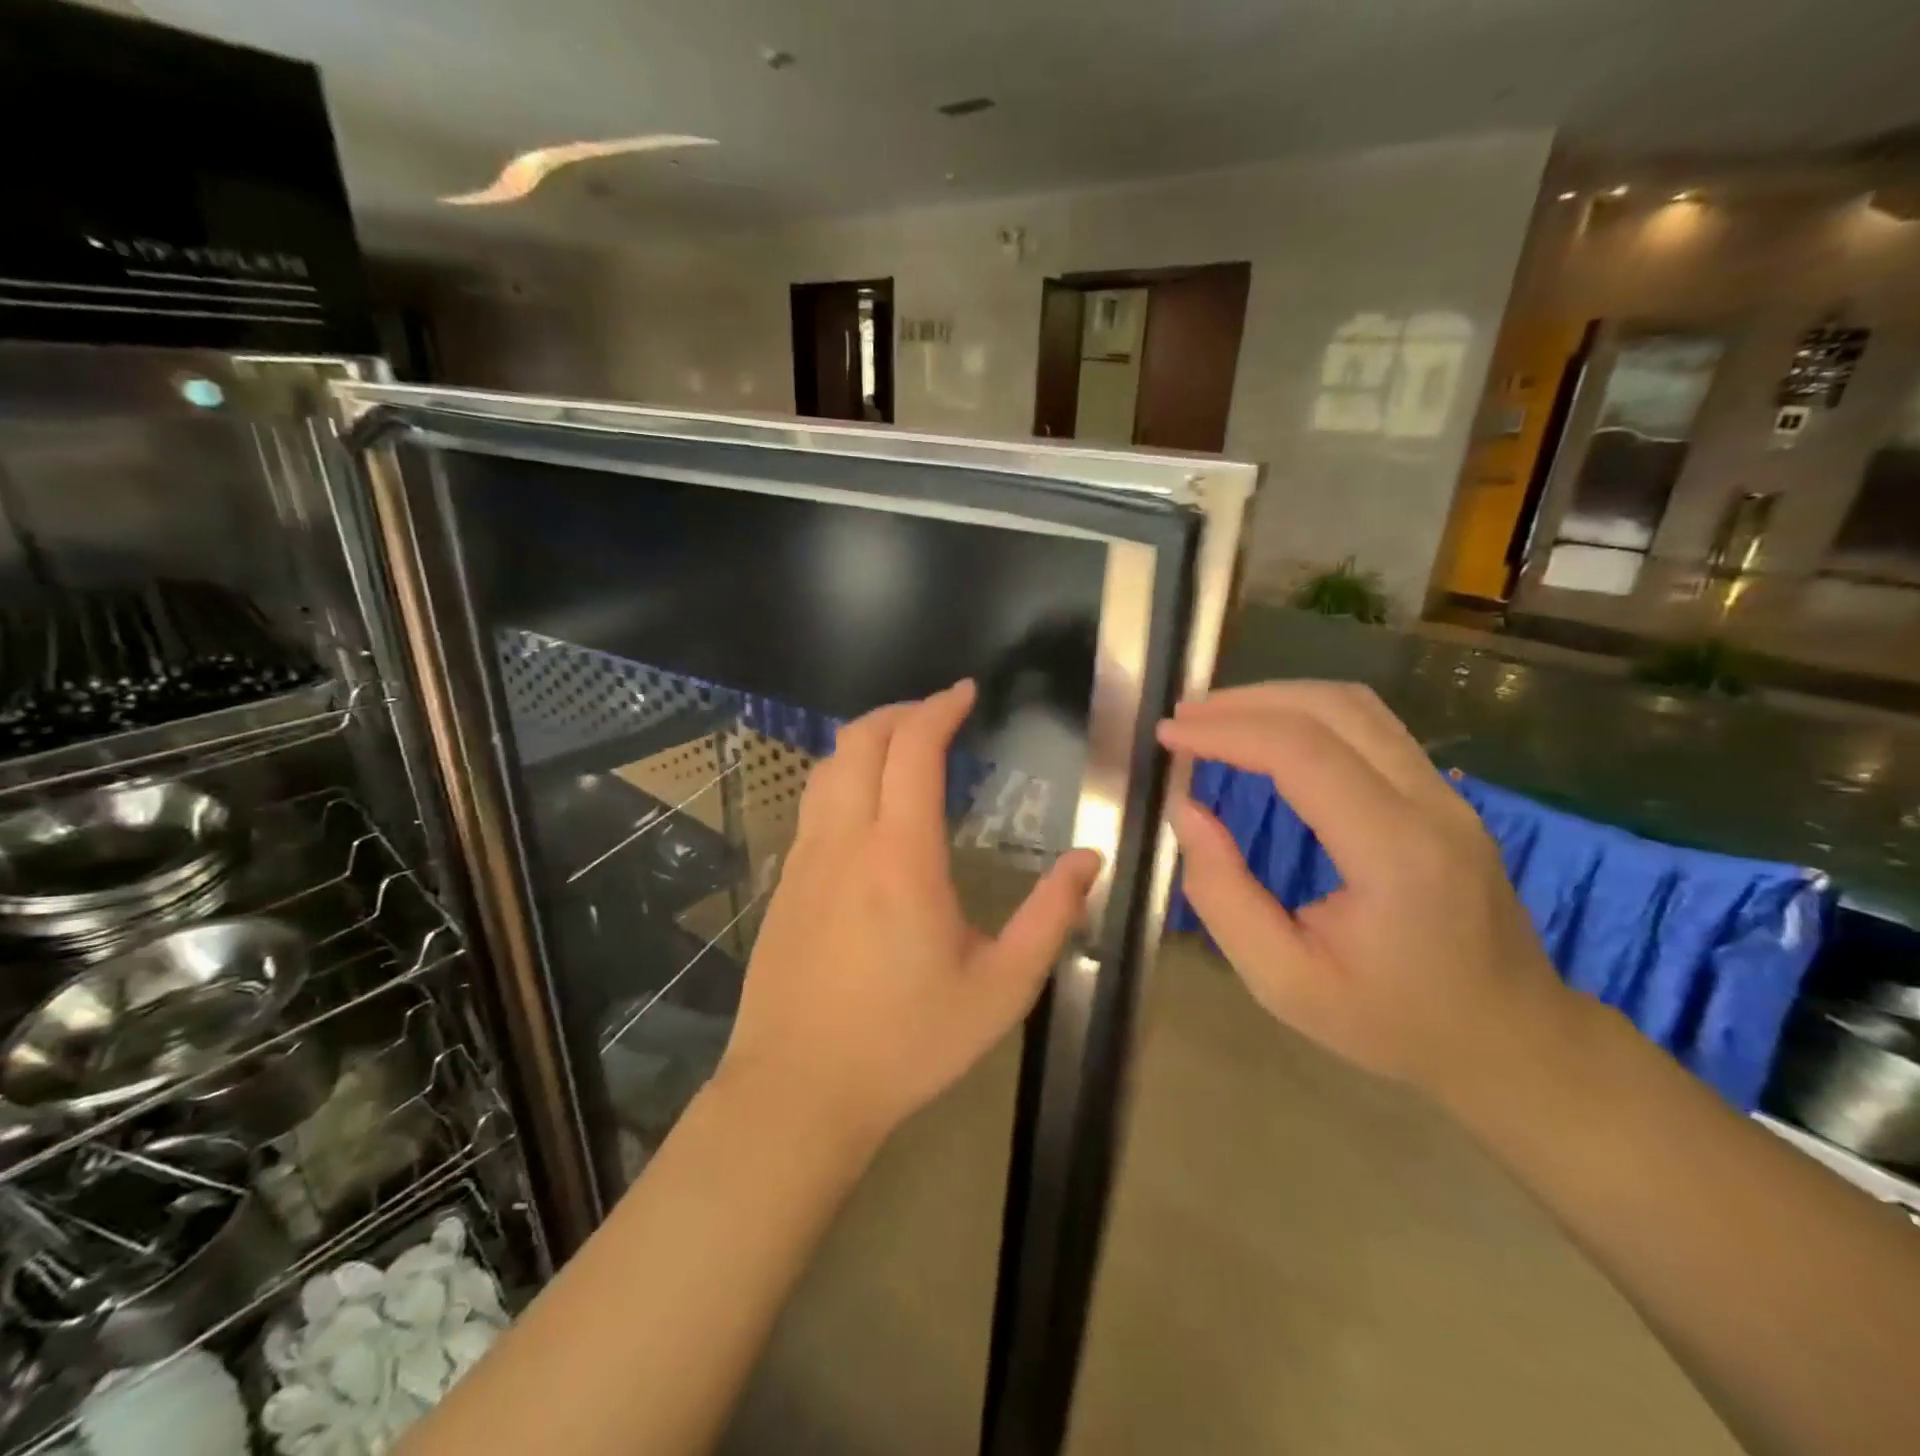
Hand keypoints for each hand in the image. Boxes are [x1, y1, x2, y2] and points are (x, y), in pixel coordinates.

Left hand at [718, 680, 1101, 1143]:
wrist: (798, 1090)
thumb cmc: (907, 1042)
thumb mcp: (1001, 989)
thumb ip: (1050, 918)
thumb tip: (1088, 860)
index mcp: (901, 857)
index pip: (913, 750)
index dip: (939, 709)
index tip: (966, 693)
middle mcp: (846, 841)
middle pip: (860, 740)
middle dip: (900, 712)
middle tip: (939, 713)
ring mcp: (806, 859)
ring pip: (827, 767)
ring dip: (866, 740)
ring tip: (904, 748)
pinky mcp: (785, 883)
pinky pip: (813, 805)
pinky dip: (843, 777)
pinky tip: (867, 807)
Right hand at [1156, 681, 1577, 1101]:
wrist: (1511, 1041)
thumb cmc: (1392, 1022)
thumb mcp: (1284, 982)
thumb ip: (1223, 894)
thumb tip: (1185, 811)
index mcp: (1394, 853)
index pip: (1301, 752)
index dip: (1226, 731)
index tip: (1168, 735)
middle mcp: (1430, 804)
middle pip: (1332, 708)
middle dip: (1245, 702)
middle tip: (1182, 719)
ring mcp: (1447, 794)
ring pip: (1356, 706)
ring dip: (1277, 699)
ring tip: (1216, 718)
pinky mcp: (1444, 795)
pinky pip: (1370, 726)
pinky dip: (1307, 714)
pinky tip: (1269, 734)